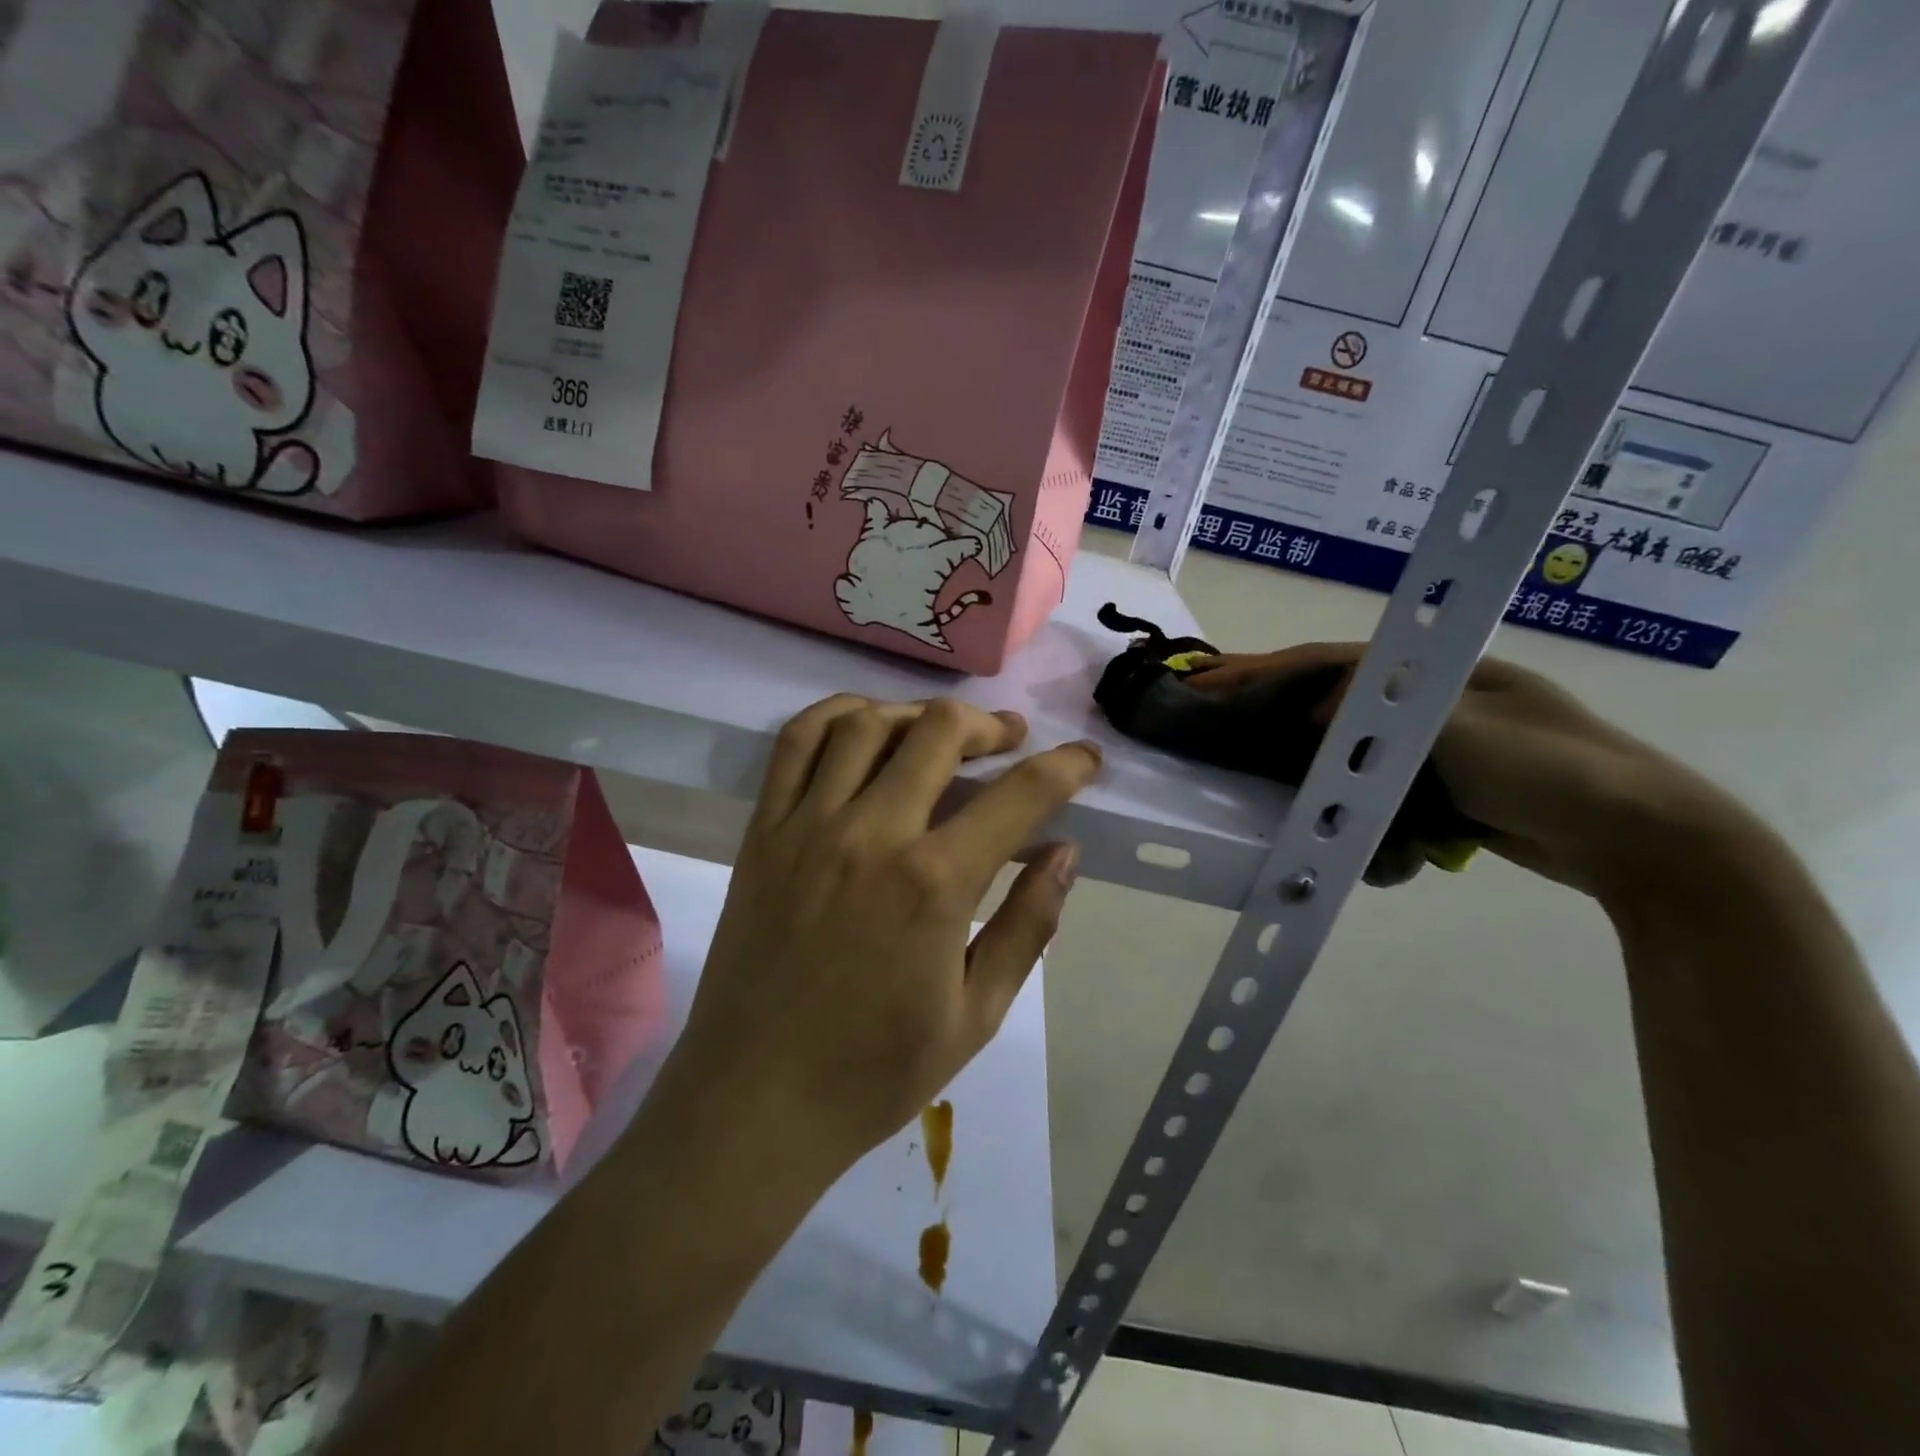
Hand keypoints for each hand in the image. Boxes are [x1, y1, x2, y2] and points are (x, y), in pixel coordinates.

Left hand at [668, 696, 1100, 1173]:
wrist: (754, 1102)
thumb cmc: (874, 1071)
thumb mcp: (977, 1014)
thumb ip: (1027, 924)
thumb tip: (1065, 852)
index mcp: (934, 883)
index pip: (1019, 795)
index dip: (1065, 767)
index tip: (1085, 760)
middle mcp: (872, 833)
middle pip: (940, 732)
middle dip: (989, 725)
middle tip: (1010, 739)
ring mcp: (807, 826)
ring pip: (867, 723)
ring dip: (918, 714)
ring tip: (942, 731)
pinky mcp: (762, 832)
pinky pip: (795, 744)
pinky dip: (836, 715)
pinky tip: (865, 724)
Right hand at [1188, 645, 1750, 903]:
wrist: (1649, 842)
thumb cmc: (1558, 770)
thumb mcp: (1466, 728)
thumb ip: (1387, 712)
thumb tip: (1315, 711)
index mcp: (1435, 672)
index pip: (1331, 662)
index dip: (1265, 669)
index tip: (1209, 680)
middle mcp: (1428, 702)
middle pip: (1330, 702)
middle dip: (1273, 714)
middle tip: (1215, 727)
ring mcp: (1437, 747)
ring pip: (1350, 751)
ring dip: (1312, 769)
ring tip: (1263, 783)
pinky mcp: (1444, 789)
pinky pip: (1379, 790)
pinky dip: (1357, 807)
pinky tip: (1341, 826)